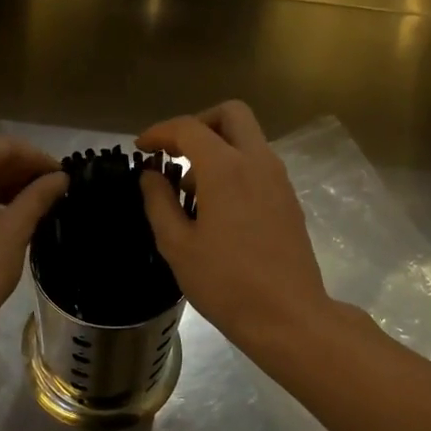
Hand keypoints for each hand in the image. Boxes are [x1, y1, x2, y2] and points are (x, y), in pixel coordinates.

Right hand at [137, 102, 333, 353]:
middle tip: (174, 152)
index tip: (141, 148)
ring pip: (248, 138)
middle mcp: (257, 162)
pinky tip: (216, 207)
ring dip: (217, 147)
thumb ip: (159, 202)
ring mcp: (279, 179)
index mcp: (226, 168)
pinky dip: (234, 167)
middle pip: (231, 114)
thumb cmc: (226, 283)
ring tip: (190, 190)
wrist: (288, 316)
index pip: (189, 128)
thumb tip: (151, 175)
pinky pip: (258, 164)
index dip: (160, 132)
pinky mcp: (288, 199)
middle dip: (198, 124)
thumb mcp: (177, 245)